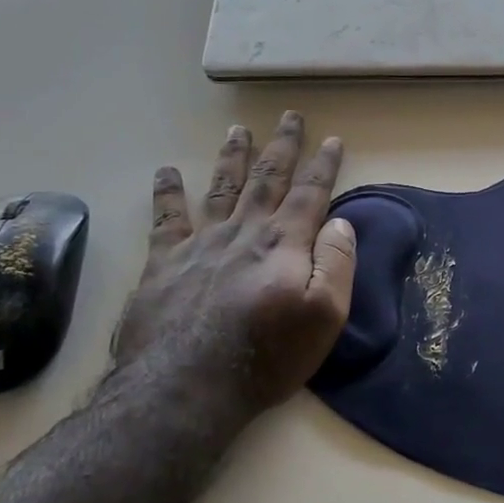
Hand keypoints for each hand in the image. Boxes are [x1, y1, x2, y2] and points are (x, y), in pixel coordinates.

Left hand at [113, 111, 356, 420]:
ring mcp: (200, 244)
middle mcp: (243, 232)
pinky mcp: (164, 263)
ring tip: (238, 130)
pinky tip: (167, 171)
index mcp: (284, 243)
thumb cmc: (267, 356)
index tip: (333, 139)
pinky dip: (167, 192)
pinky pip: (166, 218)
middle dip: (282, 146)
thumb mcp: (325, 316)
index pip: (309, 193)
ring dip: (233, 157)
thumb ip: (336, 264)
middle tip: (289, 116)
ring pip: (221, 187)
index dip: (323, 165)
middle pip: (267, 179)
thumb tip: (340, 223)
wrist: (186, 386)